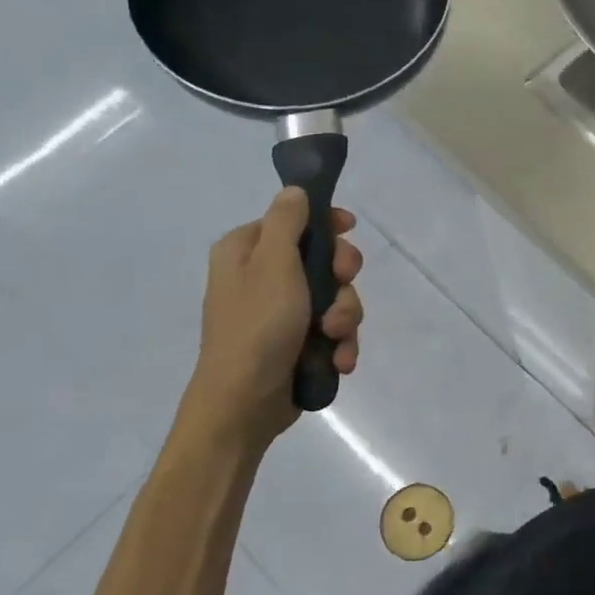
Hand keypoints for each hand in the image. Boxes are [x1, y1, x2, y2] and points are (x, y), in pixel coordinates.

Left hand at [182, 188, 363, 447]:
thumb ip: (288, 221)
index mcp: (246, 252)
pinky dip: (339, 344)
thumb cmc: (257, 326)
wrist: (244, 404)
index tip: (349, 229)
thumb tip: (295, 190)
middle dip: (341, 279)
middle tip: (342, 287)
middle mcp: (262, 278)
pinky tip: (338, 360)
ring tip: (334, 339)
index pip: (293, 220)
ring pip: (335, 298)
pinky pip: (332, 331)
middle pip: (322, 259)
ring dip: (344, 317)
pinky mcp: (298, 343)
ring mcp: (282, 313)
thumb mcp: (274, 264)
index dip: (325, 224)